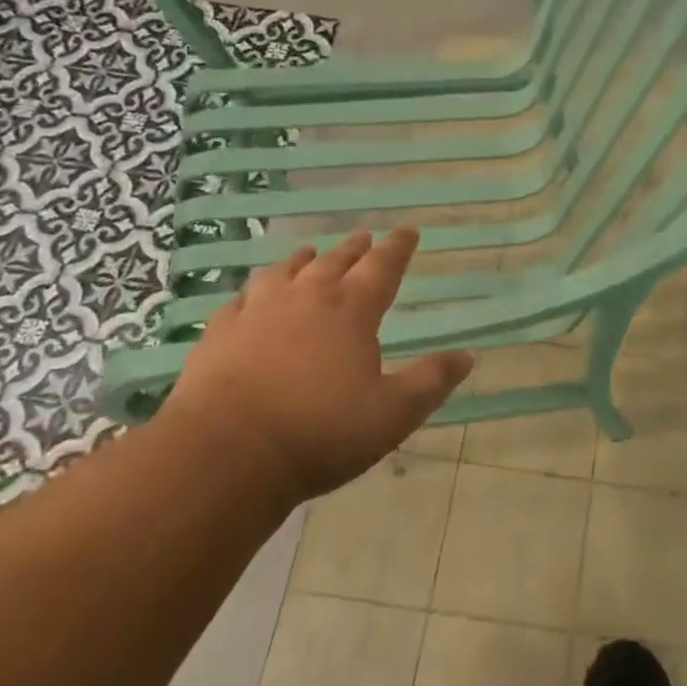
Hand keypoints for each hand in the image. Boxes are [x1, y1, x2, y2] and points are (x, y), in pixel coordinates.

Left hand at [160, 229, 473, 505]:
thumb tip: (467, 355)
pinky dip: (254, 289)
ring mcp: (256, 312)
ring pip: (284, 272)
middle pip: (334, 262)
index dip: (398, 248)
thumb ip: (432, 381)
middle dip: (354, 249)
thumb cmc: (321, 432)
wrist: (226, 453)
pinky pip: (241, 298)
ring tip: (309, 253)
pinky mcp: (219, 333)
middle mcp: (305, 299)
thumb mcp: (393, 413)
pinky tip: (252, 295)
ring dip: (302, 260)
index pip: (382, 268)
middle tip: (364, 237)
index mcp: (351, 311)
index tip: (408, 232)